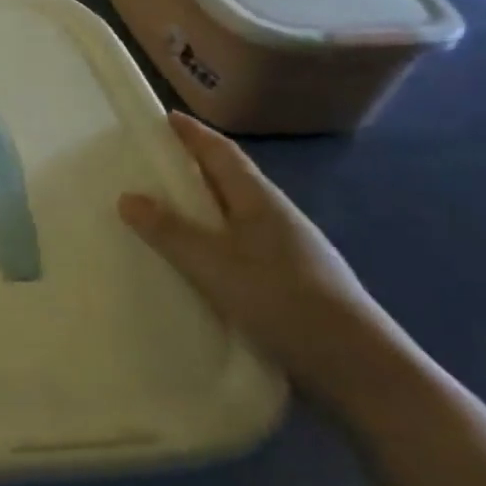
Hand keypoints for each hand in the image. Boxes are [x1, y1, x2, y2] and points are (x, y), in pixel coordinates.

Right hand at [118, 111, 423, 419]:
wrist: (357, 368)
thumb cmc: (283, 302)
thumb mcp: (215, 265)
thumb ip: (170, 231)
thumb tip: (128, 196)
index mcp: (260, 202)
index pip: (222, 154)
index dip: (193, 134)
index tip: (165, 117)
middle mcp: (276, 218)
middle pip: (230, 180)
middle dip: (194, 166)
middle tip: (152, 162)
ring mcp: (287, 251)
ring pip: (235, 216)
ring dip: (203, 206)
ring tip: (165, 210)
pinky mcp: (289, 283)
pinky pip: (240, 246)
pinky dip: (213, 240)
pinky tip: (197, 261)